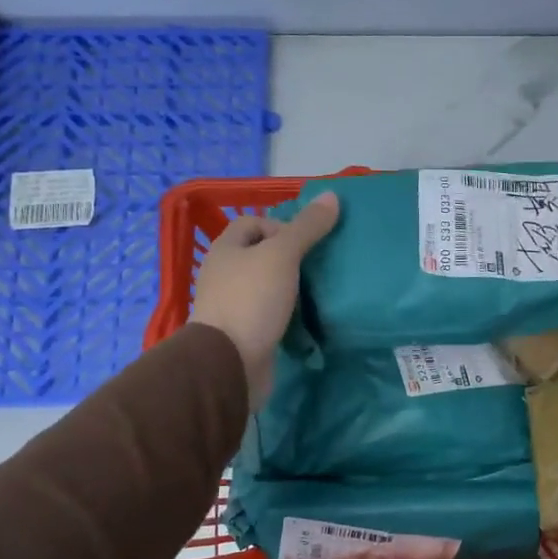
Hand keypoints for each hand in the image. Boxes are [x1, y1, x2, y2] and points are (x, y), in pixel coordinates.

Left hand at [189, 193, 339, 405]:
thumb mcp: (282, 255)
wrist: (229, 363)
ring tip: (319, 290)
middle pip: (262, 255)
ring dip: (292, 287)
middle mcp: (225, 274)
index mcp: (226, 249)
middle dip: (291, 257)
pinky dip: (288, 313)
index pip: (253, 223)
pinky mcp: (245, 332)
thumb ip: (307, 227)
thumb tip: (332, 195)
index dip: (280, 225)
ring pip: (268, 285)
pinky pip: (271, 313)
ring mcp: (233, 305)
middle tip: (319, 265)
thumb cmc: (251, 299)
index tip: (305, 242)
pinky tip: (307, 318)